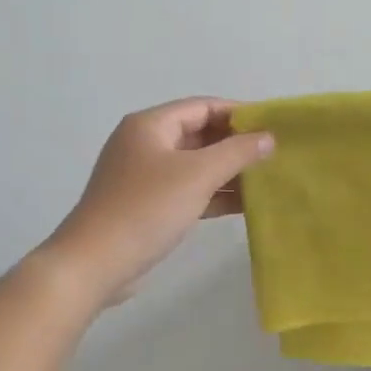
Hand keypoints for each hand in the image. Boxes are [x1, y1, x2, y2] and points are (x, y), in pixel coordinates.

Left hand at [43, 98, 273, 303]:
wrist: (95, 263)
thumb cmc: (147, 208)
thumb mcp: (198, 175)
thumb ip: (237, 152)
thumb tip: (268, 137)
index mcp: (151, 125)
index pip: (203, 107)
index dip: (239, 113)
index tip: (273, 126)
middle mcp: (145, 144)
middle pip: (199, 134)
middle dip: (236, 144)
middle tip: (274, 155)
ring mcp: (144, 176)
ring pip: (195, 165)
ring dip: (228, 171)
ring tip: (266, 179)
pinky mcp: (147, 205)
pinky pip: (188, 189)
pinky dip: (213, 194)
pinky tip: (243, 205)